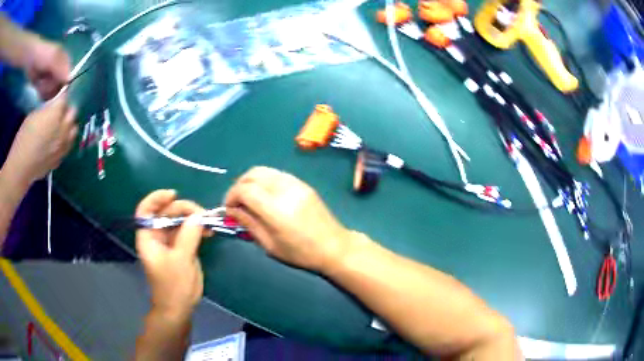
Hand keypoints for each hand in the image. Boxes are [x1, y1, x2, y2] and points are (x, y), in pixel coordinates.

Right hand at [4, 93, 76, 184]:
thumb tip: (53, 106)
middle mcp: (63, 128)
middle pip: (73, 113)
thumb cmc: (24, 137)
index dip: (62, 96)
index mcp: (56, 113)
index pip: (65, 98)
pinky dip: (65, 141)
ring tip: (61, 126)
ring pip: (74, 131)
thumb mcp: (34, 114)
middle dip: (68, 109)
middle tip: (60, 111)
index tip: (60, 95)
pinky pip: (68, 146)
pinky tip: (58, 141)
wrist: (21, 167)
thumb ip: (47, 109)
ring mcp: (63, 145)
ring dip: (69, 126)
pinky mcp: (60, 159)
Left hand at [23, 37, 70, 99]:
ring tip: (40, 83)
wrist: (31, 58)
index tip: (57, 88)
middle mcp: (59, 72)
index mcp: (65, 63)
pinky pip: (45, 95)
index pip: (68, 78)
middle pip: (59, 88)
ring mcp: (51, 80)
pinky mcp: (43, 86)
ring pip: (52, 93)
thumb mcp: (53, 59)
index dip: (63, 86)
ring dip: (45, 90)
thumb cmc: (43, 55)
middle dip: (51, 87)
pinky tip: (38, 87)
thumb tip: (69, 81)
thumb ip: (61, 69)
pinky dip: (41, 93)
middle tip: (45, 82)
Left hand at [135, 190, 209, 319]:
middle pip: (167, 212)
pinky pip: (188, 230)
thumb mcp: (180, 260)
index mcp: (148, 237)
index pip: (146, 210)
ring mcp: (169, 240)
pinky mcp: (181, 246)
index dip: (157, 198)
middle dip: (184, 209)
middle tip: (203, 214)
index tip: (173, 194)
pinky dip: (198, 228)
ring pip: (179, 219)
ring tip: (209, 223)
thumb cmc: (173, 286)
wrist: (179, 307)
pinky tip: (208, 231)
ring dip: (193, 218)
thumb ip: (188, 236)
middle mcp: (157, 235)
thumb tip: (198, 216)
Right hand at [225, 167, 354, 271]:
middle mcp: (285, 190)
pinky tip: (264, 195)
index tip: (228, 209)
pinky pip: (276, 174)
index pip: (245, 190)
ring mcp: (296, 183)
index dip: (231, 196)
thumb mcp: (270, 245)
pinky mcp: (302, 183)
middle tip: (236, 203)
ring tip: (248, 198)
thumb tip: (231, 211)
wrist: (335, 247)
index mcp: (276, 209)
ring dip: (250, 181)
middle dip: (238, 186)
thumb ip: (249, 224)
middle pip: (252, 174)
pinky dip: (264, 180)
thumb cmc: (301, 253)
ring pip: (264, 170)